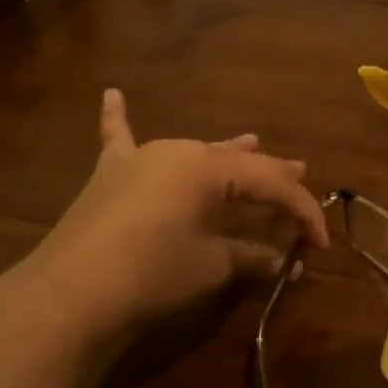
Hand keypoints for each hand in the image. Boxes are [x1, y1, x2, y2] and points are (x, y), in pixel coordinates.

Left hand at [0, 89, 328, 353]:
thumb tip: (283, 262)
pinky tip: (110, 92)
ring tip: (253, 142)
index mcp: (209, 168)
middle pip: (236, 162)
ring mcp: (139, 159)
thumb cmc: (152, 274)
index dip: (302, 212)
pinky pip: (118, 138)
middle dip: (271, 173)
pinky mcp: (109, 176)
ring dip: (225, 154)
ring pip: (194, 150)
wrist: (68, 294)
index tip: (319, 244)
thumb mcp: (211, 267)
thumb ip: (251, 258)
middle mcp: (178, 151)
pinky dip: (117, 118)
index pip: (271, 185)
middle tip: (301, 170)